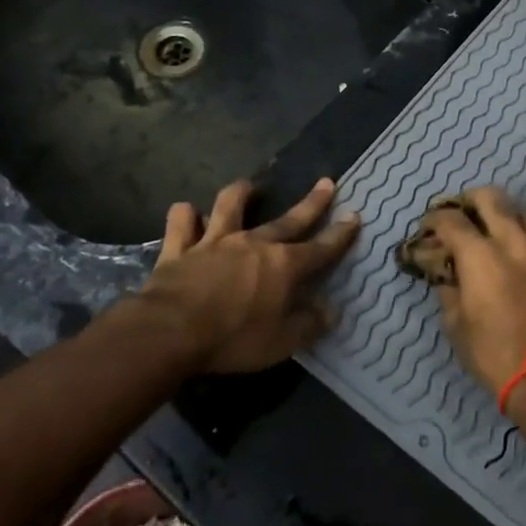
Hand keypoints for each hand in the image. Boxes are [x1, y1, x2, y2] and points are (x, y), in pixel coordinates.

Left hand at [139, 177, 359, 374]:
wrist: (171, 331)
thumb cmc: (233, 339)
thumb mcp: (280, 343)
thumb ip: (308, 325)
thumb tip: (331, 311)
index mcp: (283, 266)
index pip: (320, 248)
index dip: (340, 234)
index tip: (355, 216)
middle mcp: (253, 244)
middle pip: (288, 219)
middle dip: (311, 202)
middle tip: (326, 182)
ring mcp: (214, 241)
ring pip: (229, 205)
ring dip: (241, 193)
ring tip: (248, 187)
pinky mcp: (180, 248)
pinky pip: (181, 222)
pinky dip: (185, 215)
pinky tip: (187, 213)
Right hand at [420, 187, 525, 394]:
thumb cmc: (494, 353)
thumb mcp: (456, 325)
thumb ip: (449, 290)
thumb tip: (445, 275)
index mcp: (480, 256)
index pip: (451, 220)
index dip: (434, 219)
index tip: (427, 228)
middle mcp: (512, 241)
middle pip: (490, 198)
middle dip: (469, 200)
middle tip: (458, 215)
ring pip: (521, 210)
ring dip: (502, 213)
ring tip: (492, 230)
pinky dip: (524, 230)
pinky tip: (517, 248)